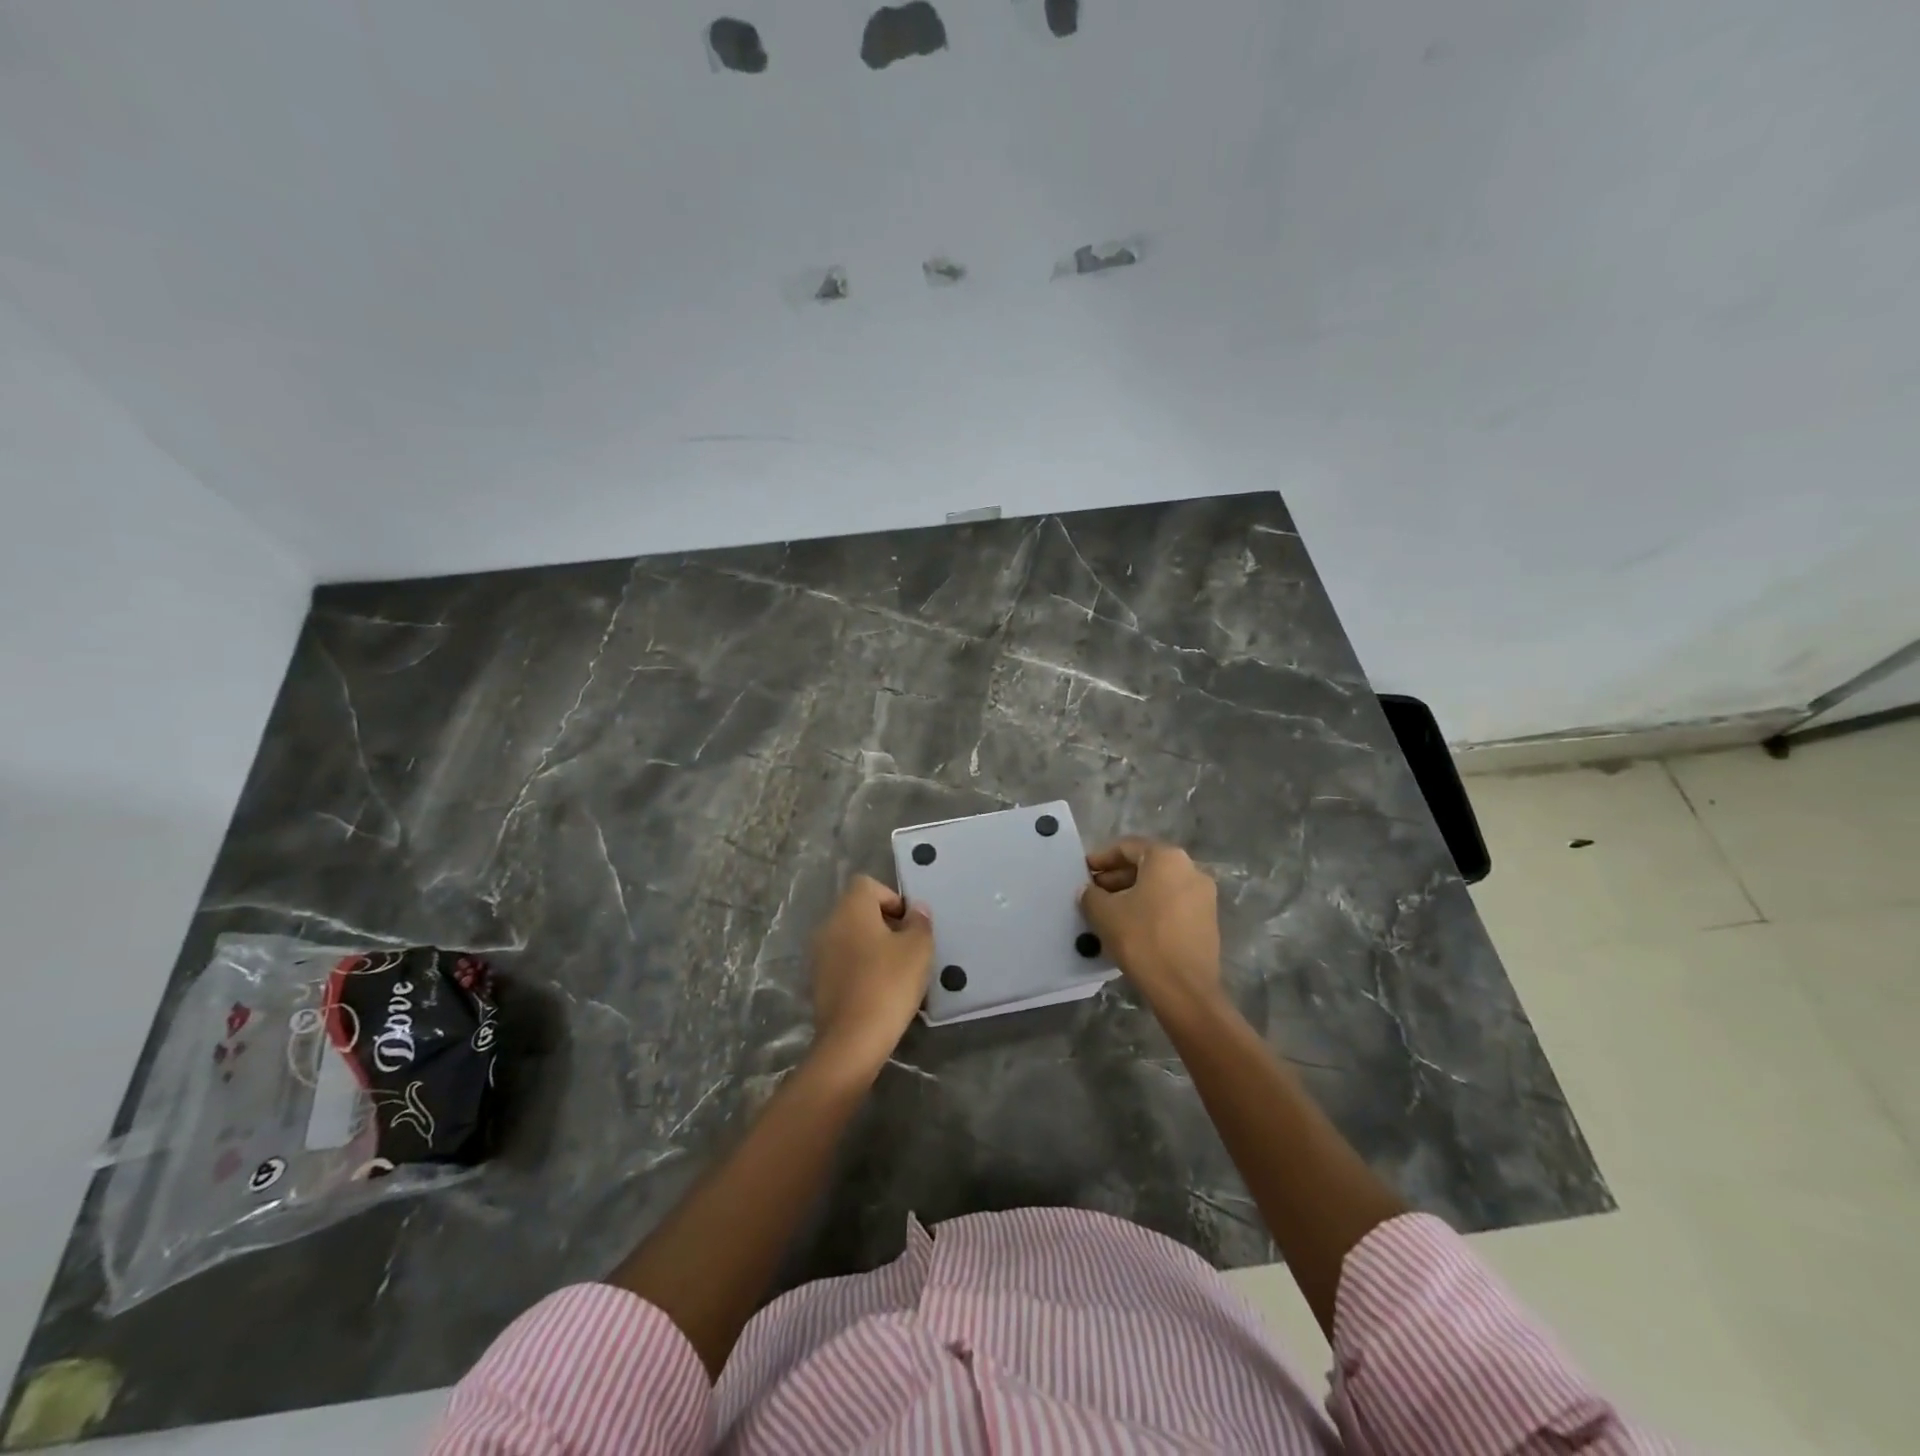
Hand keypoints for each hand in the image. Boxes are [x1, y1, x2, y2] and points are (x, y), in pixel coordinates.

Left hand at [808, 876, 933, 1076]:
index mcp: (850, 909)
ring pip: (850, 937)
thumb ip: (919, 922)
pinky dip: (860, 968)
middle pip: (858, 910)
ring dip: (873, 947)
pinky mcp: (817, 981)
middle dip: (885, 923)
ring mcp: (819, 954)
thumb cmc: (889, 983)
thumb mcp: (918, 949)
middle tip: (909, 948)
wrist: (852, 1040)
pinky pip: (843, 962)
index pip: (868, 884)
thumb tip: (916, 910)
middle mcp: (829, 925)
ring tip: (897, 971)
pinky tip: (879, 990)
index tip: (910, 924)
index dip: (892, 898)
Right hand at [1080, 838, 1222, 1015]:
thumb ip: (1090, 894)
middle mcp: (1191, 869)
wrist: (1184, 989)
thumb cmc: (1142, 939)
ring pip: (1160, 886)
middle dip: (1117, 877)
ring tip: (1108, 912)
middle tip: (1093, 893)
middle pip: (1146, 865)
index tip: (1083, 872)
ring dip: (1133, 894)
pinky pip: (1173, 904)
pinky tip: (1131, 926)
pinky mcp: (1208, 921)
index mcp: (1167, 858)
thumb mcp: (1104, 913)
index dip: (1101, 858)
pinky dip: (1151, 908)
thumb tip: (1089, 891)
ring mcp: (1204, 896)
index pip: (1127, 847)